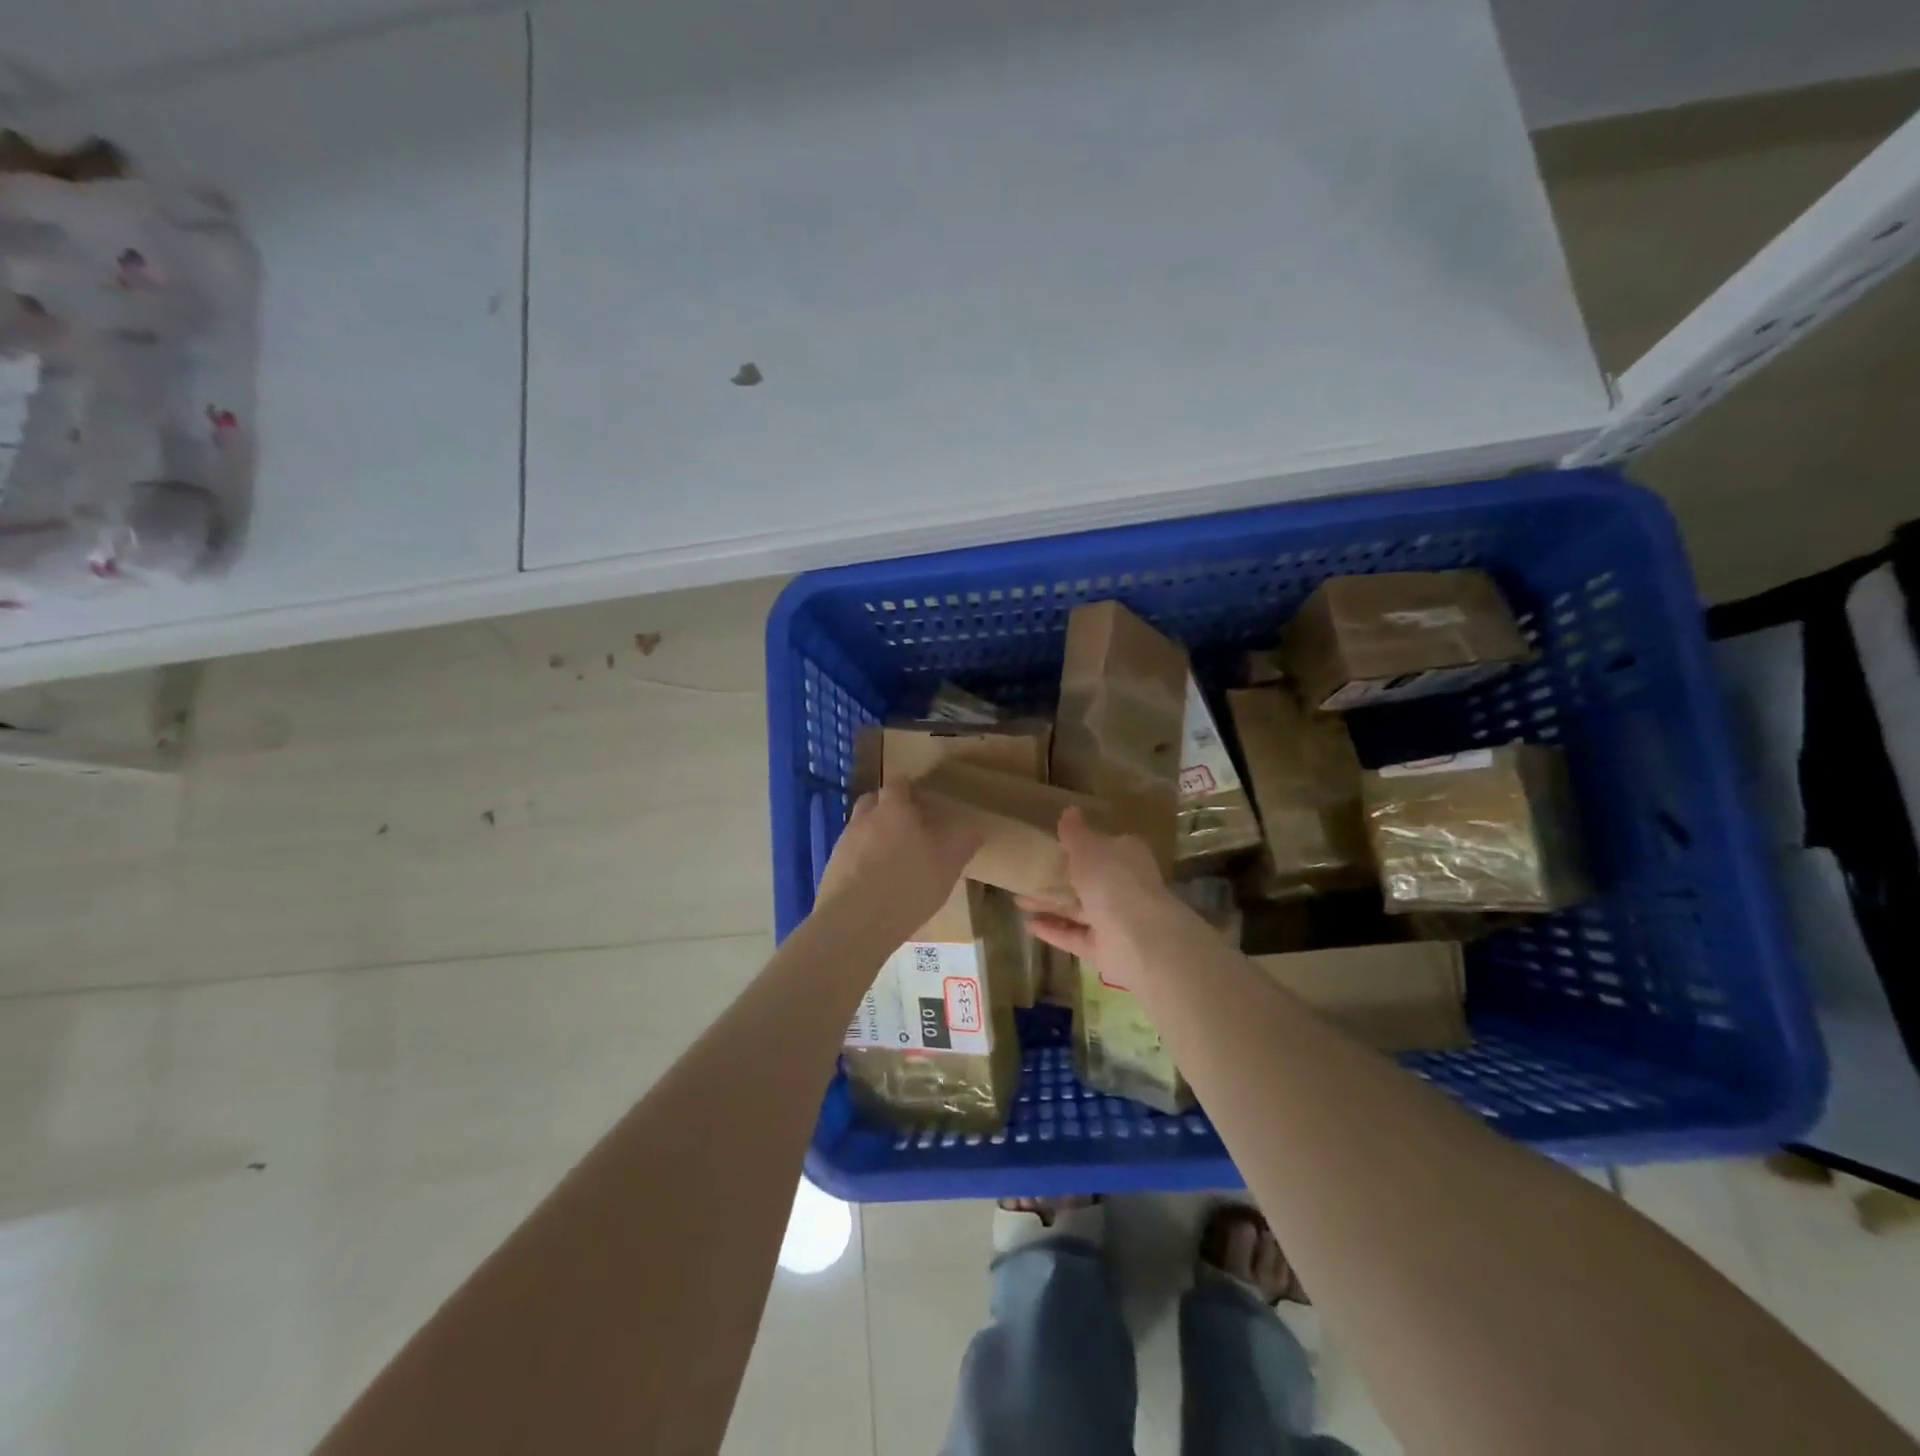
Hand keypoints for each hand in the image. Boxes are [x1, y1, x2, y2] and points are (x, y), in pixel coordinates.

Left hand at [814, 782, 981, 942]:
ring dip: (871, 834)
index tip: (919, 798)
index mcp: (893, 811)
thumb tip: (975, 829)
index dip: (907, 788)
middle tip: (904, 824)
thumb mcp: (947, 866)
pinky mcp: (831, 868)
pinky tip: (872, 880)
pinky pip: (848, 854)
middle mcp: (864, 820)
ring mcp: (843, 844)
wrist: (855, 922)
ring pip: (858, 827)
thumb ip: (962, 844)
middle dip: (885, 806)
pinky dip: (860, 859)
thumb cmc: (908, 886)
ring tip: (889, 856)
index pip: (897, 785)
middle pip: (872, 801)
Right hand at [1020, 808, 1186, 988]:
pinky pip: (1075, 936)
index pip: (1104, 846)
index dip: (1081, 845)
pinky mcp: (1105, 948)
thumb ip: (1075, 832)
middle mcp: (1124, 886)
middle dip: (1059, 879)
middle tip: (1027, 875)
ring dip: (1050, 905)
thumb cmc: (1112, 880)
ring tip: (1018, 900)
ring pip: (1078, 909)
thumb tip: (1070, 810)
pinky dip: (1053, 931)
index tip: (1054, 845)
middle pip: (1088, 880)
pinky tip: (1028, 925)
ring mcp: (1116, 919)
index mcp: (1127, 857)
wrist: (1139, 937)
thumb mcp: (1088, 847)